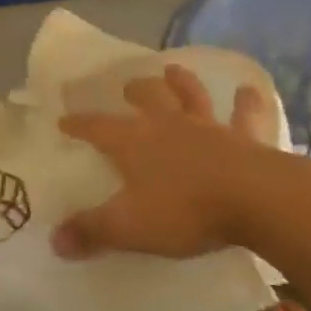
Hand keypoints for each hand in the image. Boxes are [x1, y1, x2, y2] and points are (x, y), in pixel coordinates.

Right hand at [53, 64, 310, 260]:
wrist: (255, 199)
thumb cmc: (185, 210)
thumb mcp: (130, 227)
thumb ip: (92, 231)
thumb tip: (55, 241)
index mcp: (134, 141)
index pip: (96, 127)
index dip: (78, 124)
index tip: (64, 120)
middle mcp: (168, 125)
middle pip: (146, 98)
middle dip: (134, 90)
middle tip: (127, 85)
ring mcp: (208, 127)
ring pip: (191, 96)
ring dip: (182, 81)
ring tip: (173, 69)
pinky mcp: (245, 138)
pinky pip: (246, 115)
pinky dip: (248, 102)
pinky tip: (250, 90)